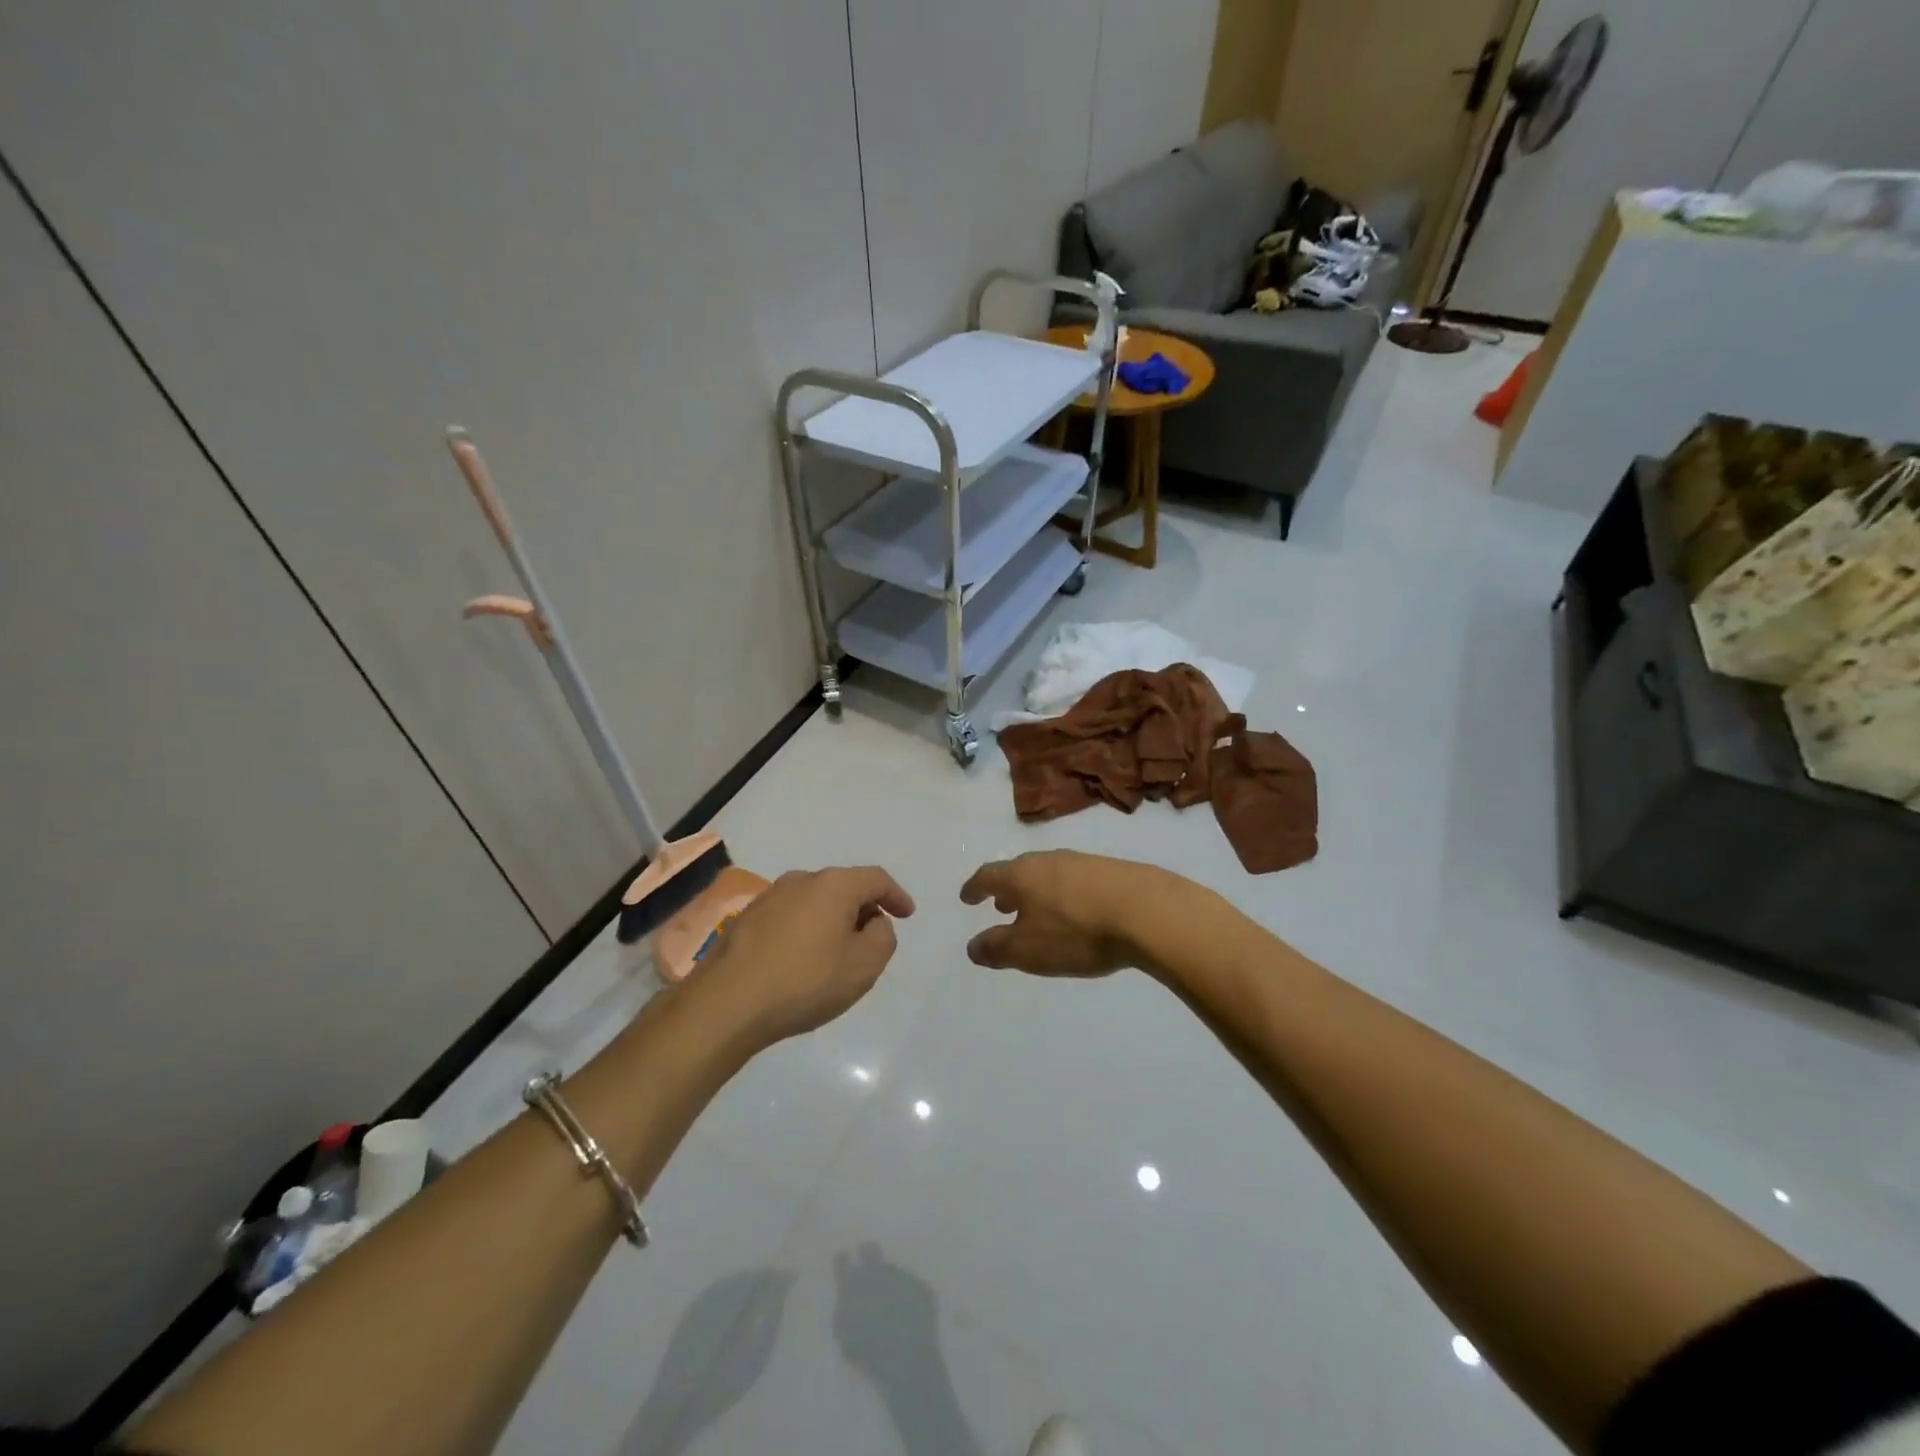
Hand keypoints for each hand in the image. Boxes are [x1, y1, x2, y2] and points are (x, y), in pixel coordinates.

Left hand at [697, 866, 914, 1045]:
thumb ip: (883, 937)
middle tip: (872, 939)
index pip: (876, 879)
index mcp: (834, 885)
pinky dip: (805, 932)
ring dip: (831, 921)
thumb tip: (873, 922)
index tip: (907, 914)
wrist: (727, 1004)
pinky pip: (789, 918)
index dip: (896, 895)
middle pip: (843, 887)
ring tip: (836, 954)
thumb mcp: (864, 965)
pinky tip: (802, 961)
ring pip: (813, 902)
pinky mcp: (745, 920)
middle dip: (862, 909)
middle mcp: (800, 880)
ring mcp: (768, 898)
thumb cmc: (806, 981)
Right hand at [959, 851, 1167, 977]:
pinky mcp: (1111, 870)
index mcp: (1021, 875)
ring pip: (1048, 873)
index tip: (966, 897)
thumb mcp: (1029, 950)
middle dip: (1007, 889)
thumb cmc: (1077, 932)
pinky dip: (1063, 893)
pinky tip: (1075, 910)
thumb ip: (997, 948)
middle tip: (1000, 905)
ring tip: (1037, 910)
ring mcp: (1081, 862)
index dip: (974, 888)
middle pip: (1019, 871)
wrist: (1147, 911)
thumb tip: (972, 946)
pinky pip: (1074, 879)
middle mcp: (1048, 860)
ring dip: (1036, 891)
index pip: (988, 876)